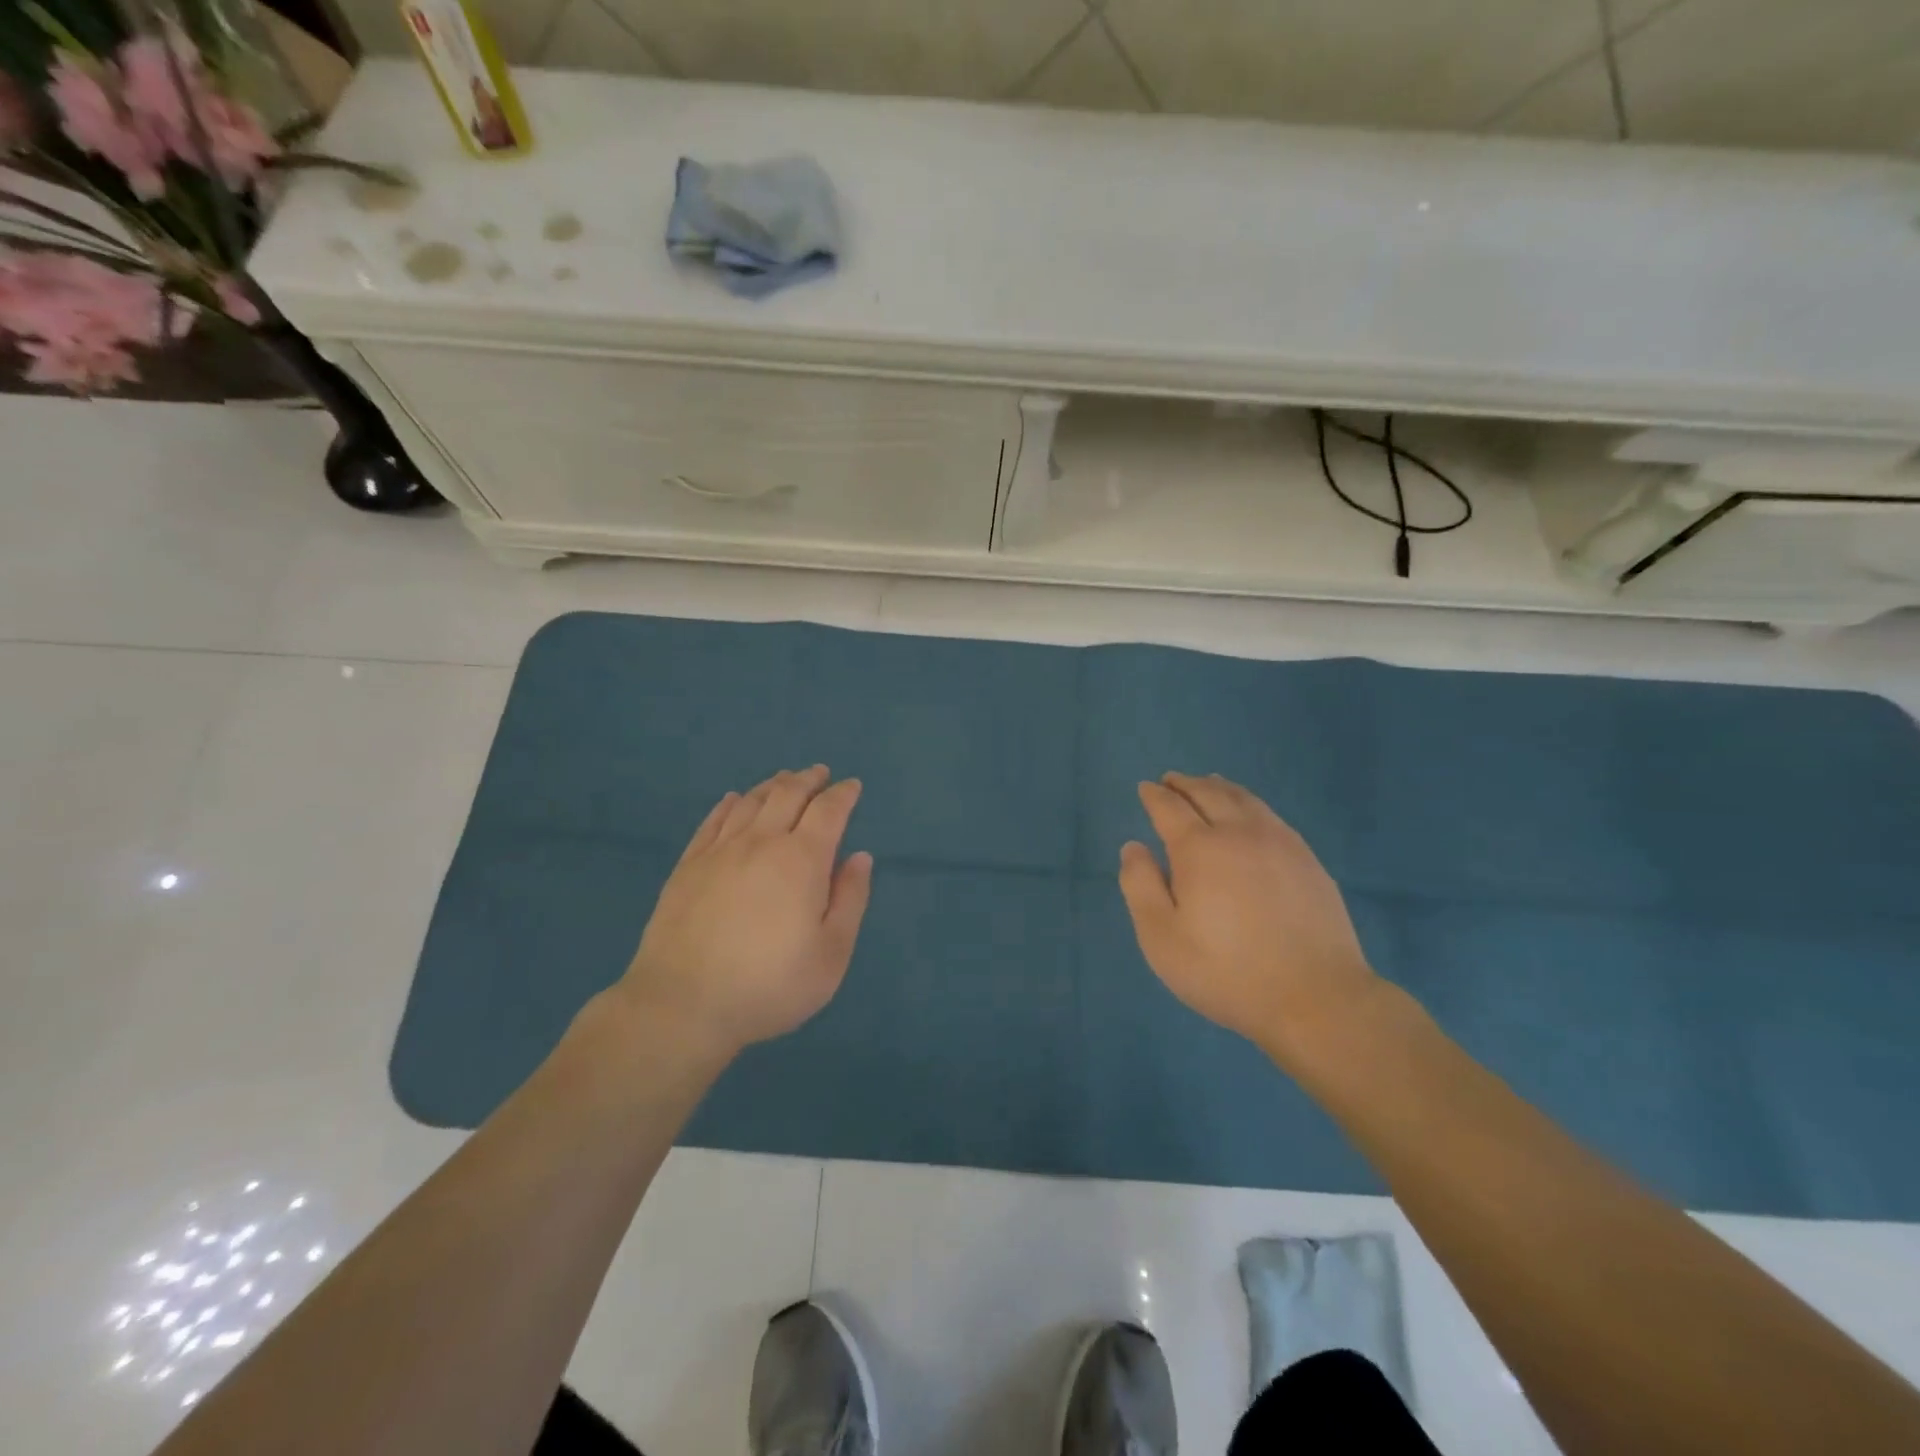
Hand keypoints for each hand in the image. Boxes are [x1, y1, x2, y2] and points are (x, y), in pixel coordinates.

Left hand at [620, 765, 872, 1060]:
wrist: (683, 1004)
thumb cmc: (769, 985)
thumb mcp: (831, 955)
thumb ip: (850, 900)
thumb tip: (859, 857)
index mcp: (801, 860)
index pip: (828, 811)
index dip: (843, 794)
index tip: (852, 786)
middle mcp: (761, 842)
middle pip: (788, 794)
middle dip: (809, 779)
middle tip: (820, 773)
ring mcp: (720, 850)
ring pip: (750, 801)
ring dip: (773, 785)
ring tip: (784, 780)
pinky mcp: (688, 865)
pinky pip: (713, 820)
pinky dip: (730, 803)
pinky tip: (734, 800)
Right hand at [1118, 772, 1377, 1062]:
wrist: (1315, 997)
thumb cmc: (1226, 972)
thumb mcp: (1162, 938)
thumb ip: (1140, 886)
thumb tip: (1133, 847)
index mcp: (1199, 849)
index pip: (1170, 808)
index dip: (1154, 796)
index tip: (1144, 788)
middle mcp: (1239, 833)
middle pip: (1209, 793)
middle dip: (1185, 784)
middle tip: (1171, 780)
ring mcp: (1280, 843)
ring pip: (1244, 799)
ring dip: (1219, 786)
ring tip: (1208, 783)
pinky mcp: (1308, 860)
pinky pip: (1271, 815)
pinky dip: (1250, 802)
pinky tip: (1250, 813)